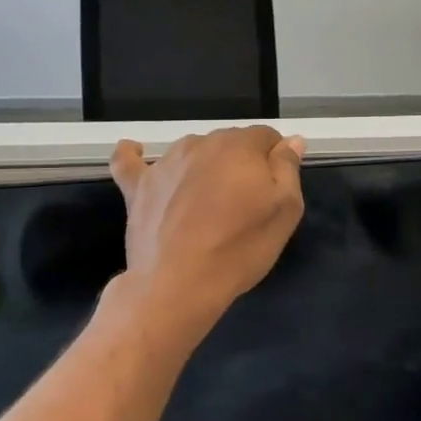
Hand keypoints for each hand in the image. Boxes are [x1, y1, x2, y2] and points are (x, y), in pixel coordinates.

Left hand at [109, 127, 305, 327]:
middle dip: (241, 164)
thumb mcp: (284, 210)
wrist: (179, 284)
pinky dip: (134, 156)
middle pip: (229, 143)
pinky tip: (135, 152)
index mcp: (239, 146)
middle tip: (245, 203)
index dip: (274, 160)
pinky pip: (130, 161)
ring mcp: (165, 163)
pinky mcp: (137, 186)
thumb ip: (287, 168)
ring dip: (203, 166)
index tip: (275, 189)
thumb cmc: (240, 247)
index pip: (266, 137)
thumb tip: (291, 140)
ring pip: (192, 152)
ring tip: (207, 202)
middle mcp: (201, 143)